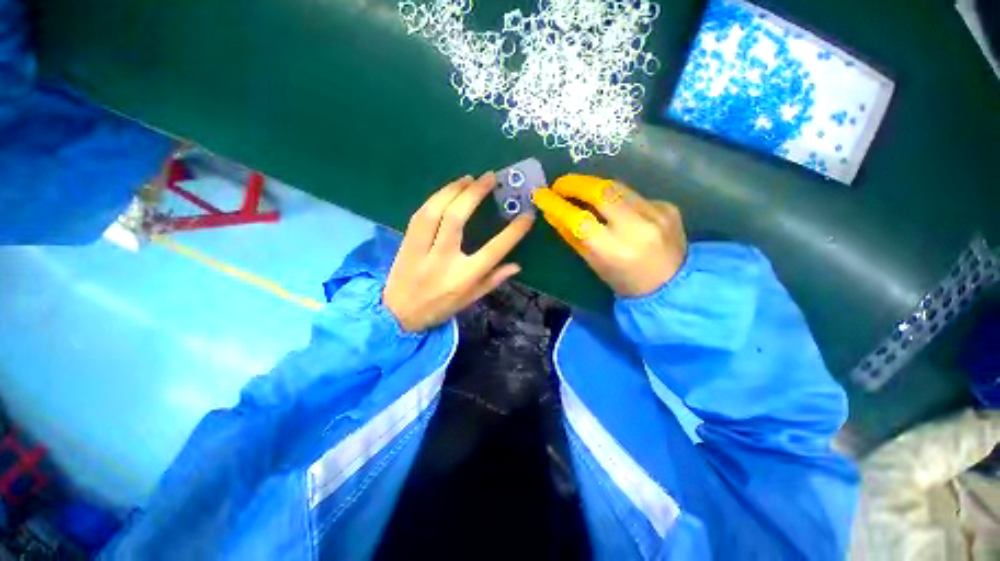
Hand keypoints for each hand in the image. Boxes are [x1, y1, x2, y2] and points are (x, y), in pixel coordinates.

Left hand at [384, 173, 534, 331]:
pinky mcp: (406, 242)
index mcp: (463, 277)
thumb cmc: (439, 308)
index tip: (527, 215)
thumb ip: (493, 281)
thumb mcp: (470, 300)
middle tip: (489, 177)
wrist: (397, 314)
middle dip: (474, 194)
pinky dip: (435, 198)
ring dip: (453, 190)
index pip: (493, 250)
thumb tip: (516, 265)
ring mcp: (421, 249)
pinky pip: (420, 214)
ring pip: (435, 211)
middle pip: (457, 219)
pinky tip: (447, 190)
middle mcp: (442, 260)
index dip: (513, 232)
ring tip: (468, 178)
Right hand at [533, 174, 685, 296]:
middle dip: (575, 183)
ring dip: (594, 186)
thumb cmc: (624, 281)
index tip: (541, 194)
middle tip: (560, 185)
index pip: (578, 219)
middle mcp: (636, 228)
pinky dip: (618, 198)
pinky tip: (615, 208)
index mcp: (614, 250)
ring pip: (618, 187)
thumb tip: (552, 213)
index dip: (556, 204)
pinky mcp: (668, 207)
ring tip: (580, 190)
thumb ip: (572, 237)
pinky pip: (634, 195)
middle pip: (601, 191)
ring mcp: (656, 214)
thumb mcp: (593, 263)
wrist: (673, 286)